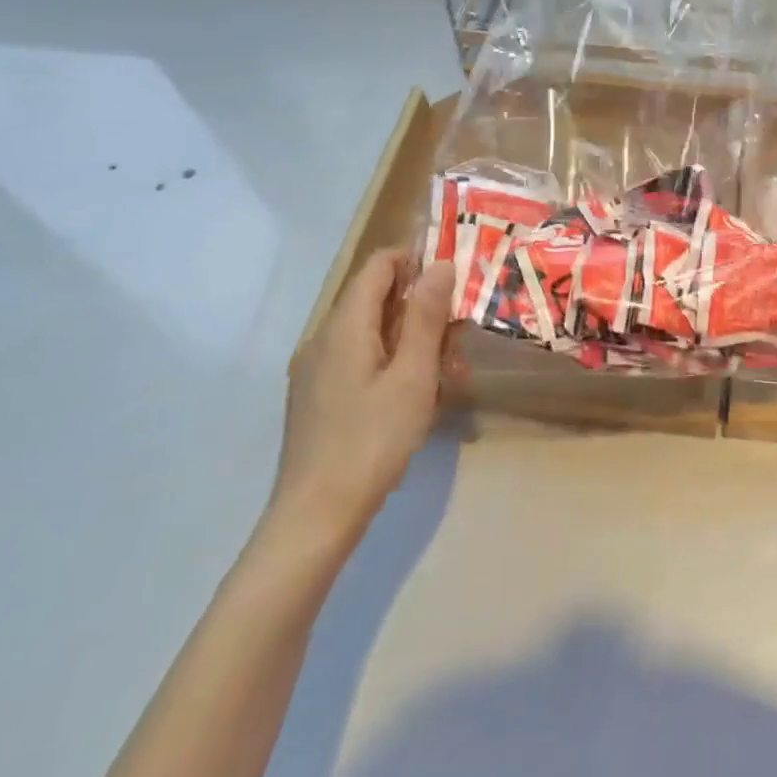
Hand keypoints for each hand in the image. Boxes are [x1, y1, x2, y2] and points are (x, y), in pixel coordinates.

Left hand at [266, 250, 455, 555]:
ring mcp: (317, 370)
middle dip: (422, 306)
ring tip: (451, 370)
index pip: (379, 266)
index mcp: (345, 326)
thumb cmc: (372, 440)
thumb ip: (426, 317)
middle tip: (461, 332)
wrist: (315, 517)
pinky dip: (393, 362)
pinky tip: (419, 396)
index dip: (416, 259)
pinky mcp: (318, 398)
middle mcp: (324, 339)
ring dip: (413, 339)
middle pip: (376, 299)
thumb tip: (439, 263)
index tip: (454, 275)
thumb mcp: (413, 376)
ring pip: (372, 333)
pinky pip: (360, 360)